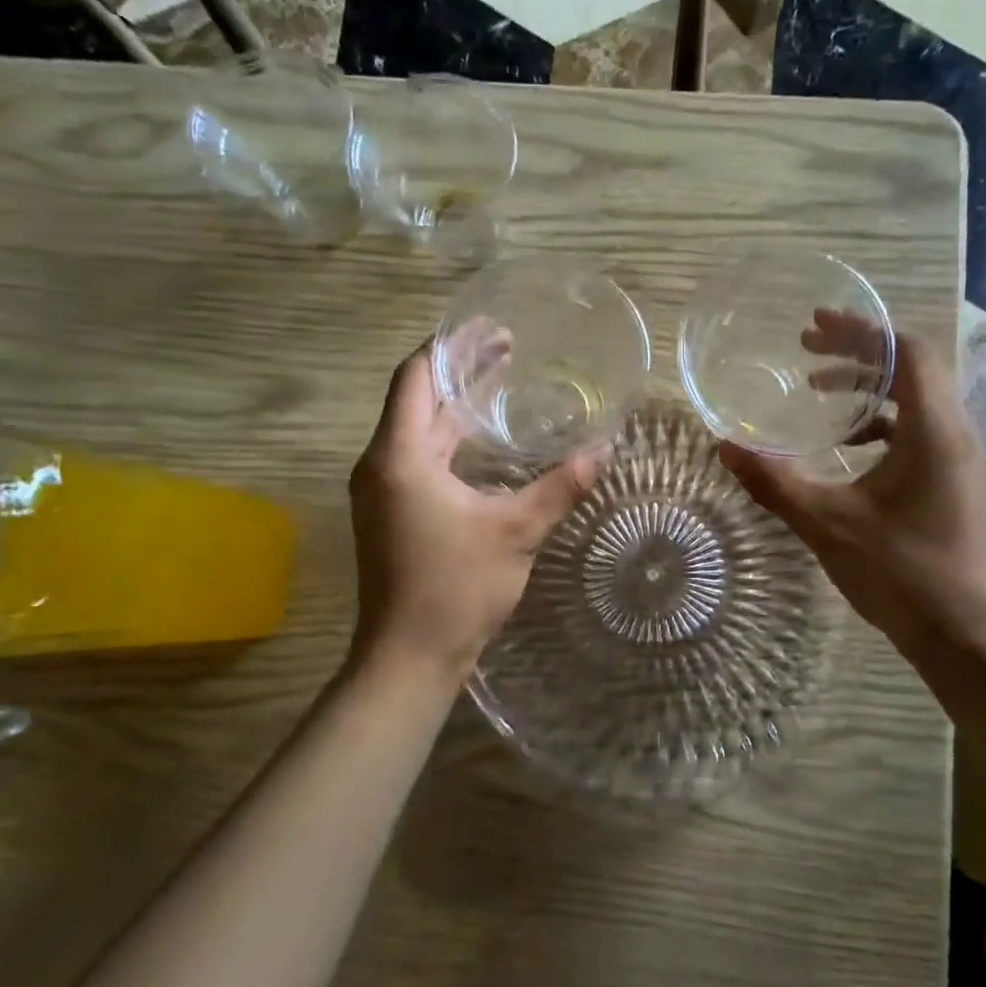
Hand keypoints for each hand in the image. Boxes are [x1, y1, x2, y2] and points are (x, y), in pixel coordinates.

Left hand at [349, 344, 600, 681]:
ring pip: (418, 431)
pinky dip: (450, 440)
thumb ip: (559, 487)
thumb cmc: (455, 588)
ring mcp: (383, 492)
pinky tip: (484, 443)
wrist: (409, 657)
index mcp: (399, 456)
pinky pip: (419, 459)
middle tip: (508, 350)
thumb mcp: (515, 532)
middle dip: (460, 372)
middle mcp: (381, 465)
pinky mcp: (392, 514)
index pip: (416, 377)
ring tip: (501, 384)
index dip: (451, 347)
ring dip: (456, 407)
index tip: (490, 329)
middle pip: (417, 400)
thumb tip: (604, 450)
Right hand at [719, 310, 985, 664]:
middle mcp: (954, 433)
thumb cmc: (900, 572)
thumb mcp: (827, 523)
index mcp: (933, 431)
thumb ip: (775, 482)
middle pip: (912, 367)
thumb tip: (726, 447)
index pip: (906, 353)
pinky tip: (847, 442)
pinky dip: (881, 419)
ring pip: (916, 397)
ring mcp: (957, 457)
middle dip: (859, 352)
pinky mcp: (952, 480)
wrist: (962, 632)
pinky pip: (917, 428)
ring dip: (869, 385)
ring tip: (818, 388)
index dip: (861, 332)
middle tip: (807, 351)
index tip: (815, 326)